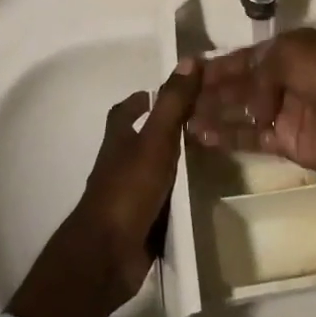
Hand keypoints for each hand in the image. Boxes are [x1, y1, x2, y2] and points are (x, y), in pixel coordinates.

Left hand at [68, 59, 202, 299]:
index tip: (158, 93)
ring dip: (172, 165)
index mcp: (118, 142)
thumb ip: (172, 103)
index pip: (124, 112)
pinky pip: (160, 205)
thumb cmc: (128, 190)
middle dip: (162, 132)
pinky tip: (199, 197)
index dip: (139, 101)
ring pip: (151, 173)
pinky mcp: (138, 225)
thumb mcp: (155, 140)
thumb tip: (189, 60)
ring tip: (207, 157)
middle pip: (138, 141)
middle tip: (198, 123)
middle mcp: (119, 166)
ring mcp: (127, 198)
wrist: (107, 256)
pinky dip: (175, 199)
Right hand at [186, 28, 315, 173]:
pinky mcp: (286, 141)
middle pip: (240, 85)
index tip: (190, 70)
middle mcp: (283, 79)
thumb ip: (259, 73)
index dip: (219, 65)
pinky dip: (227, 136)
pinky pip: (251, 137)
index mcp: (287, 51)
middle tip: (179, 96)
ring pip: (241, 111)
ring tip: (182, 118)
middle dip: (211, 90)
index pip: (245, 58)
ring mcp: (284, 111)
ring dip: (214, 113)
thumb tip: (251, 105)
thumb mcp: (290, 54)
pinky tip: (201, 135)